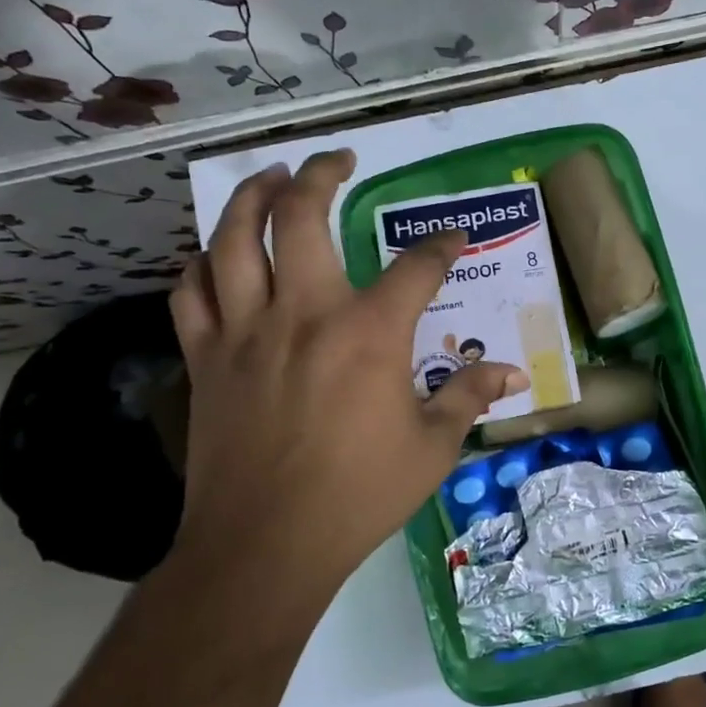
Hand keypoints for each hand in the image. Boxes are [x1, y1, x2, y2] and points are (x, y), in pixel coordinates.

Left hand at [170, 151, 527, 594]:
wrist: (266, 545)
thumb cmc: (360, 494)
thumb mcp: (433, 447)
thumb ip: (470, 397)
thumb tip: (515, 374)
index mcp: (370, 333)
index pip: (416, 267)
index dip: (441, 247)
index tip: (453, 239)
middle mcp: (305, 313)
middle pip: (301, 217)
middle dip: (321, 176)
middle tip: (336, 160)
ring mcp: (246, 331)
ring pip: (232, 238)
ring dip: (251, 196)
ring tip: (270, 177)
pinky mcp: (206, 358)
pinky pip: (190, 291)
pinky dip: (202, 263)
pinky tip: (216, 256)